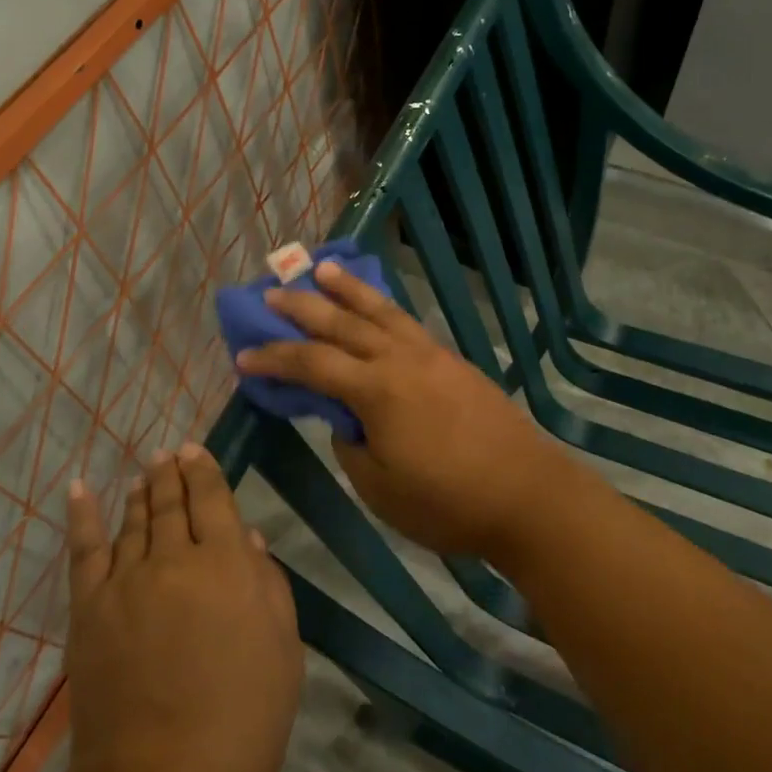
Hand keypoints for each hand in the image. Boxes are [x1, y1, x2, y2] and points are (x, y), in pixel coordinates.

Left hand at [60, 443, 302, 771]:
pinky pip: (84, 550)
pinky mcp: (88, 610)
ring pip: (132, 521)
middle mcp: (172, 559)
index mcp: (225, 564)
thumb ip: (267, 585)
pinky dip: (82, 515)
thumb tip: (246, 538)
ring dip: (139, 492)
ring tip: (144, 475)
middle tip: (168, 453)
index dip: (203, 469)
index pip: (211, 498)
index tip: (195, 449)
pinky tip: (79, 489)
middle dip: (170, 472)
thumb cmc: (242, 722)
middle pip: (169, 501)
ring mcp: (124, 582)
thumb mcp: (282, 651)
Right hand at [234, 259, 575, 559]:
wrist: (528, 496)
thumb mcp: (379, 487)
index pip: (311, 364)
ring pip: (380, 311)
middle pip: (342, 323)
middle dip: (302, 306)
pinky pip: (406, 322)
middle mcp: (400, 360)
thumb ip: (351, 446)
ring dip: (347, 289)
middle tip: (271, 292)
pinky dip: (383, 308)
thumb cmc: (448, 502)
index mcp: (376, 390)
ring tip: (322, 269)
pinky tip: (377, 308)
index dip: (274, 358)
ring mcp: (430, 356)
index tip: (243, 356)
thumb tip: (346, 420)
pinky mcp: (453, 362)